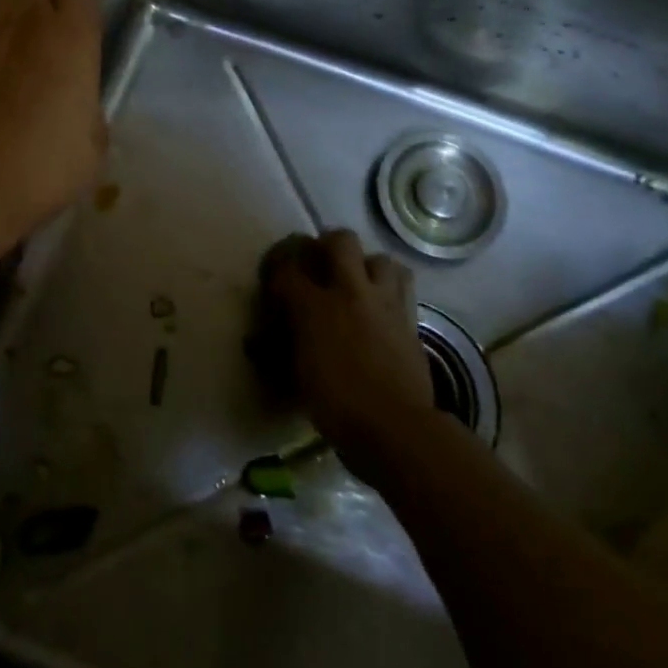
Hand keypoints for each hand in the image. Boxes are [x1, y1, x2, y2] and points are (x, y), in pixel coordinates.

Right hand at [262, 230, 435, 486]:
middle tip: (322, 263)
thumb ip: (280, 349)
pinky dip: (391, 290)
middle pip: (341, 240)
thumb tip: (256, 341)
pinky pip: (403, 287)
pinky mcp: (411, 318)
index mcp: (314, 306)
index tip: (275, 276)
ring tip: (360, 282)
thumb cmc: (337, 406)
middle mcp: (350, 292)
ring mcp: (385, 302)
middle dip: (328, 244)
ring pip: (382, 258)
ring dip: (368, 265)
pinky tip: (383, 307)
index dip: (278, 266)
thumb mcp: (297, 377)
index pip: (288, 268)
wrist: (396, 427)